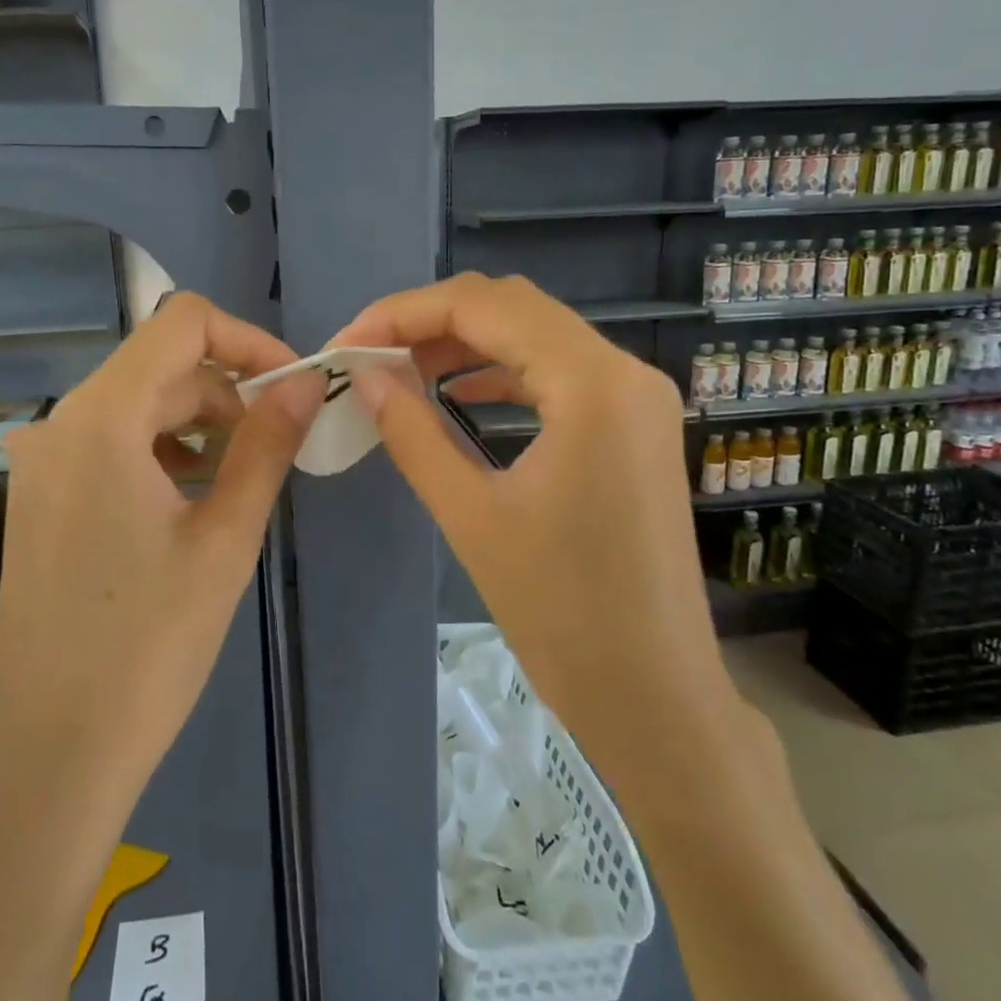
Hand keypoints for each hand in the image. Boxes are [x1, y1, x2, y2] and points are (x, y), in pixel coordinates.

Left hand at [0, 293, 324, 824]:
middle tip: (278, 446)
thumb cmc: (151, 646)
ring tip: (239, 481)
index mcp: (101, 420)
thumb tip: (309, 381)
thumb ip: (268, 444)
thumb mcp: (226, 538)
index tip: (292, 386)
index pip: (182, 322)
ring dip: (197, 424)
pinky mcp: (40, 498)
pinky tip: (190, 502)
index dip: (247, 339)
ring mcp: (42, 462)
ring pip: (136, 405)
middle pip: (160, 366)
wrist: (56, 753)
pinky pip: (110, 444)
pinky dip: (160, 451)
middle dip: (228, 391)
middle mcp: (60, 424)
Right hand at [336, 273, 734, 758]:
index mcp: (592, 383)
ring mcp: (637, 398)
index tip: (346, 345)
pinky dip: (503, 372)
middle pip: (512, 307)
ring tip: (402, 372)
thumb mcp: (471, 515)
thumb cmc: (561, 612)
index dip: (403, 314)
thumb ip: (412, 432)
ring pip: (536, 335)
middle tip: (368, 357)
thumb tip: (364, 377)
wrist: (654, 695)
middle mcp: (625, 371)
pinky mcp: (635, 426)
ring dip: (466, 343)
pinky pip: (559, 373)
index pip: (483, 305)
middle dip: (430, 322)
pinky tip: (460, 394)